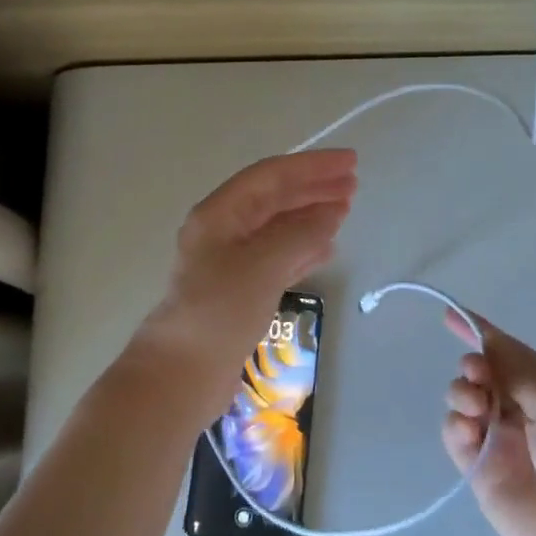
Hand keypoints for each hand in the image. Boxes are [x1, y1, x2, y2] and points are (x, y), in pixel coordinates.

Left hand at [128, 150, 356, 428]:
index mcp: (219, 214)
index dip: (311, 166)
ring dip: (310, 216)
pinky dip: (303, 248)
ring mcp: (231, 262)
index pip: (270, 176)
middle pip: (274, 198)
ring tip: (344, 210)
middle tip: (352, 184)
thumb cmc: (219, 311)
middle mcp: (223, 231)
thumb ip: (299, 235)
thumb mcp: (262, 265)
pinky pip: (278, 257)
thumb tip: (331, 213)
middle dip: (312, 188)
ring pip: (277, 227)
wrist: (182, 373)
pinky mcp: (240, 291)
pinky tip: (326, 248)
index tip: (350, 162)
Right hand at [442, 313, 535, 535]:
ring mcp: (502, 443)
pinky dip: (455, 426)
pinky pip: (456, 436)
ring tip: (473, 408)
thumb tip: (487, 341)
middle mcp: (525, 413)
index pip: (510, 353)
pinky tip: (466, 431)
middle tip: (477, 377)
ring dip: (462, 394)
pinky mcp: (482, 471)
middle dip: (473, 366)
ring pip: (465, 401)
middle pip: (483, 374)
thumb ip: (518, 372)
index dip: (480, 332)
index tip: (448, 314)